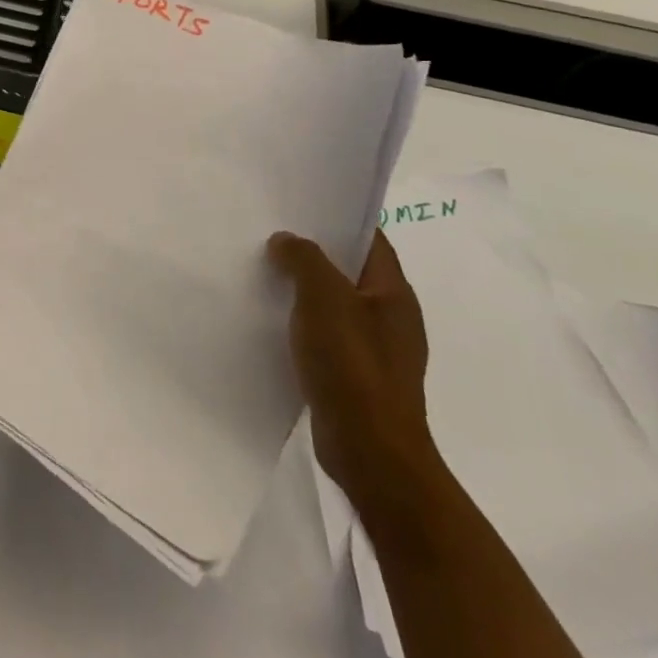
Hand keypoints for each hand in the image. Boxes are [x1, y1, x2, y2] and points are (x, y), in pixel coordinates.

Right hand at [269, 230, 439, 518]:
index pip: (371, 240)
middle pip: (350, 271)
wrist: (370, 452)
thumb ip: (304, 260)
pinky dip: (303, 325)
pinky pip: (327, 337)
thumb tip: (287, 241)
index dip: (339, 218)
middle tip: (271, 236)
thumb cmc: (352, 365)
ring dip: (304, 291)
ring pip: (335, 305)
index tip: (299, 205)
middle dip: (314, 254)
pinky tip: (272, 323)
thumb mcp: (324, 298)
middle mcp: (391, 318)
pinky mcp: (357, 378)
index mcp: (394, 294)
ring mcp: (376, 351)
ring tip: (263, 274)